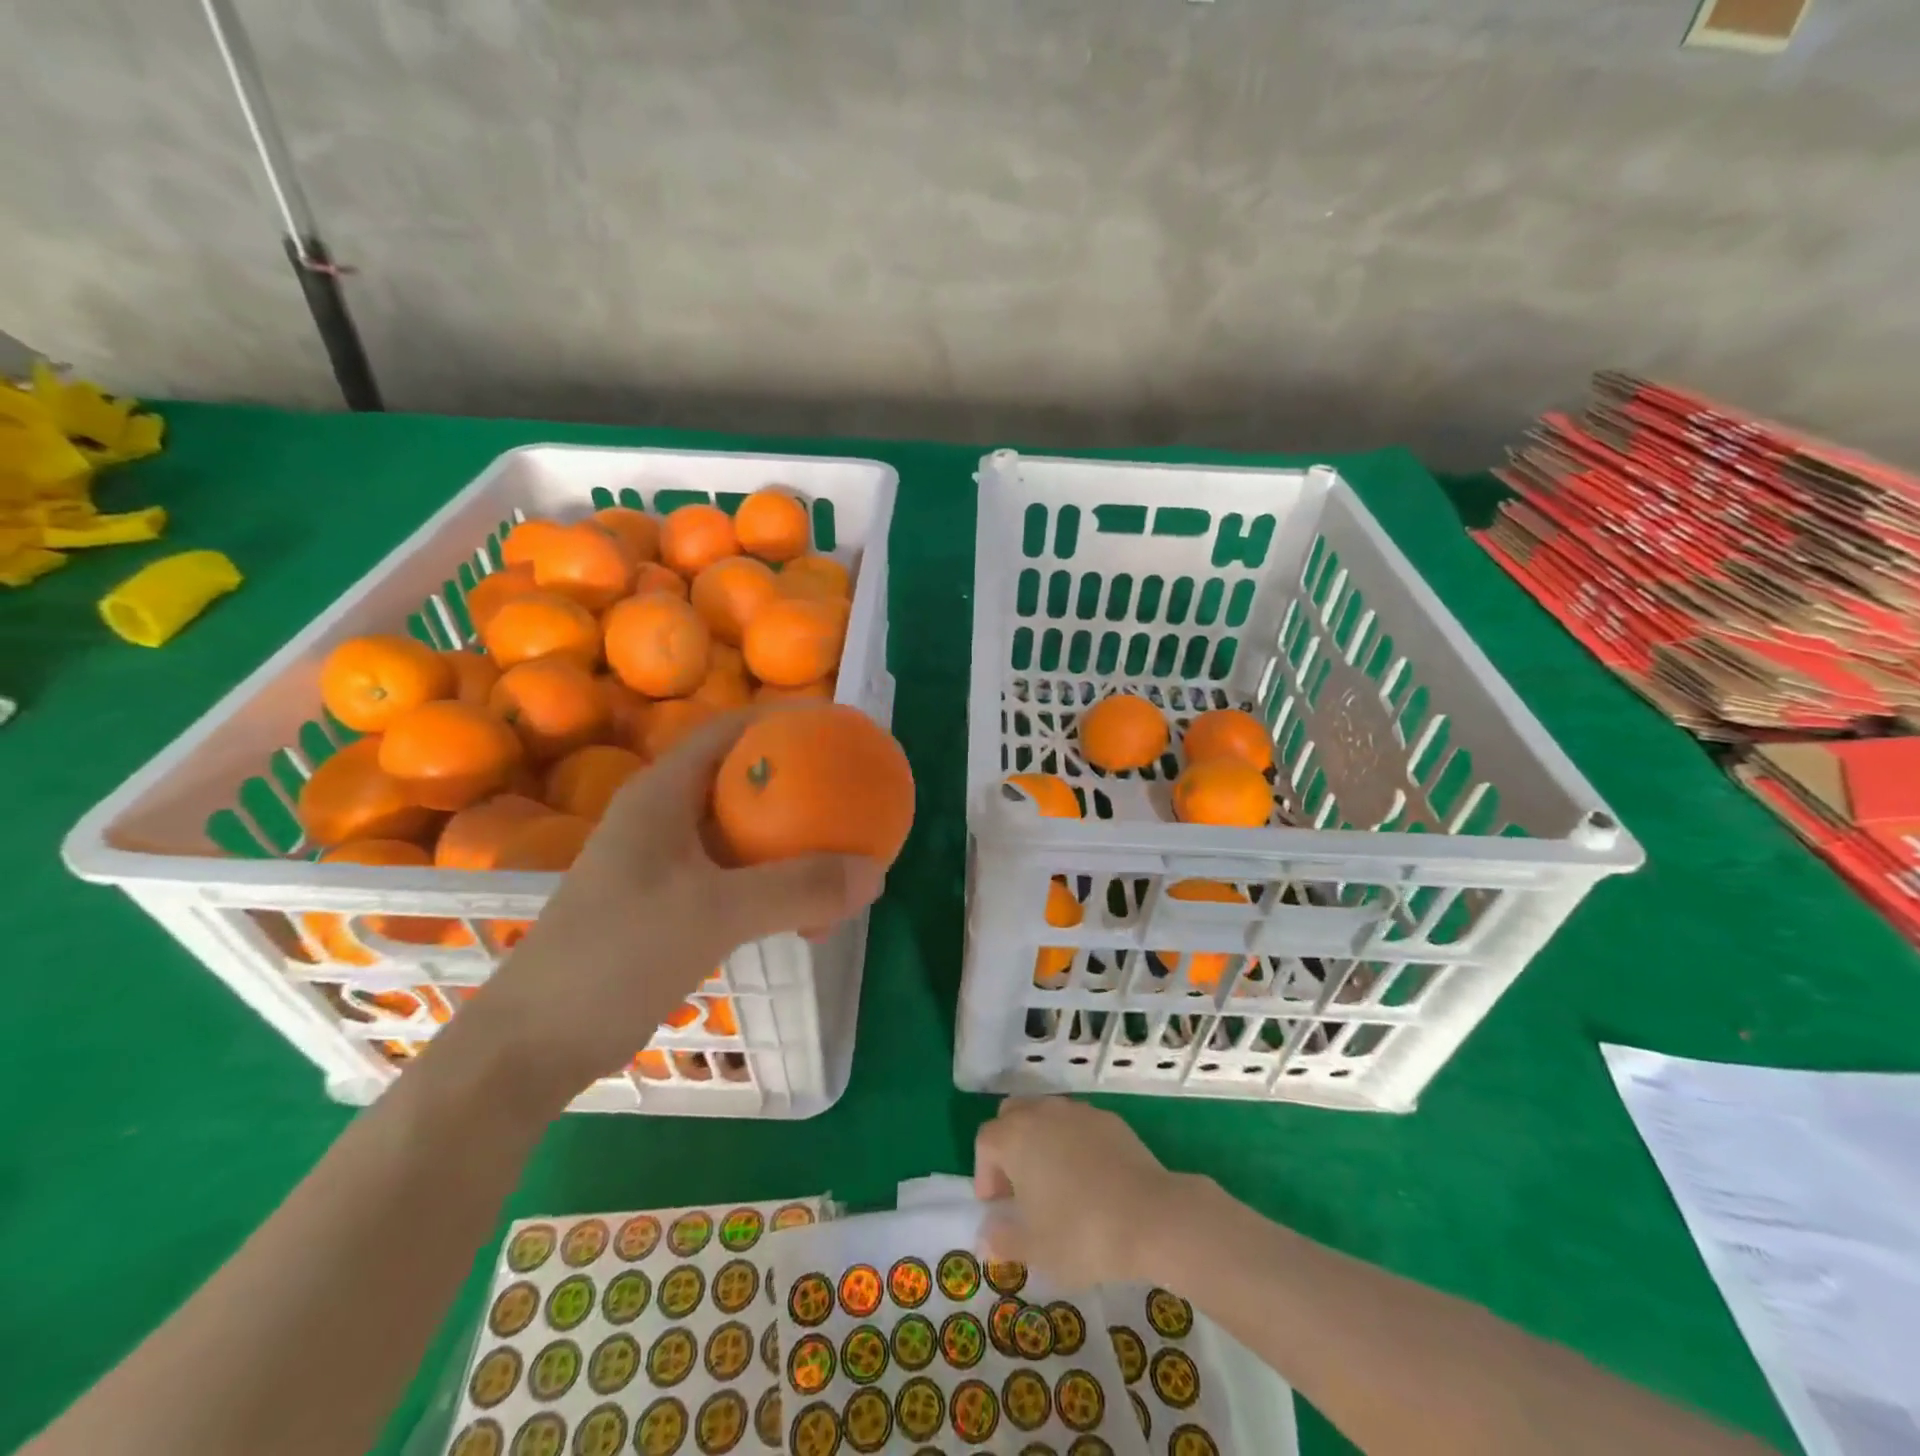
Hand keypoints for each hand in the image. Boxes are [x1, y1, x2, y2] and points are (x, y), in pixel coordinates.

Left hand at [458, 711, 884, 1101]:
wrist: (535, 1044)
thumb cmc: (616, 955)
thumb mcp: (715, 913)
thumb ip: (798, 889)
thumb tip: (876, 873)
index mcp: (664, 794)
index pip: (732, 730)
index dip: (788, 720)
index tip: (841, 729)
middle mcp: (665, 817)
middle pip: (744, 780)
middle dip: (801, 785)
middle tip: (852, 796)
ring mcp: (666, 863)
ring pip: (744, 833)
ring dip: (792, 843)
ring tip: (841, 861)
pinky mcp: (671, 903)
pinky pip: (738, 877)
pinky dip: (776, 885)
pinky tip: (805, 916)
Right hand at [973, 1096, 1189, 1288]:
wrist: (1150, 1216)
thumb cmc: (1082, 1234)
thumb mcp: (1036, 1250)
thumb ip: (1004, 1240)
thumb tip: (987, 1236)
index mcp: (1016, 1137)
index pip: (985, 1141)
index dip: (985, 1172)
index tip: (997, 1205)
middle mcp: (1043, 1113)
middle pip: (1012, 1115)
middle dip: (1008, 1145)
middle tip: (1019, 1185)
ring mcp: (1078, 1111)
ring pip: (1046, 1114)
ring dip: (1040, 1140)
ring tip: (1054, 1181)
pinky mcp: (1109, 1119)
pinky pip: (1078, 1123)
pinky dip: (1073, 1142)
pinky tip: (1088, 1177)